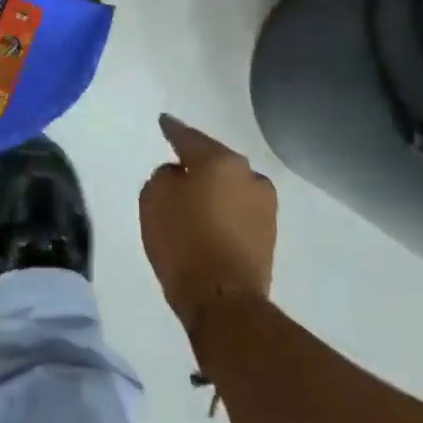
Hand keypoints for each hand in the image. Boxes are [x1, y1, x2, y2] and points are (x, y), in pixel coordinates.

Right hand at [140, 115, 276, 331]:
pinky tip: (209, 220)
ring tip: (194, 197)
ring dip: (214, 188)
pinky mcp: (269, 235)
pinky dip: (223, 211)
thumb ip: (165, 175)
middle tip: (178, 163)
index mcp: (221, 161)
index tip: (164, 122)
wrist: (223, 301)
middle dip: (198, 162)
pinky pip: (238, 210)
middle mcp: (249, 176)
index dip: (173, 130)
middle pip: (216, 161)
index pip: (190, 138)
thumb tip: (181, 175)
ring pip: (231, 186)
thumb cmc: (183, 241)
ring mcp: (265, 206)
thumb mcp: (154, 198)